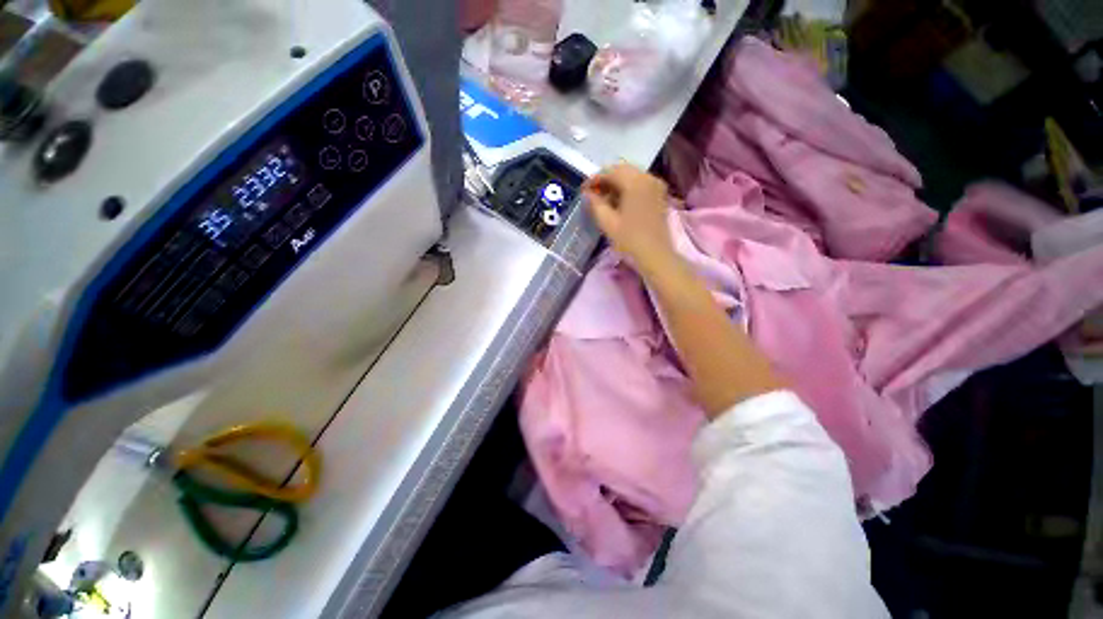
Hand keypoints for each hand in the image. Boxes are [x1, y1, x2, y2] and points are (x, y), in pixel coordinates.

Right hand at [583, 164, 676, 272]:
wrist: (655, 255)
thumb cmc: (630, 240)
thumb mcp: (607, 222)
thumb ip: (595, 204)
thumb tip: (587, 194)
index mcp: (635, 182)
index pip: (610, 171)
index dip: (594, 179)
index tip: (583, 191)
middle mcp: (648, 177)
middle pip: (622, 170)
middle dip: (605, 180)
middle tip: (592, 194)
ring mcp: (656, 186)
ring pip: (632, 176)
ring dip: (616, 184)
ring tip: (604, 200)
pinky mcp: (659, 195)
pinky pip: (640, 184)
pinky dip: (628, 189)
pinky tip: (619, 203)